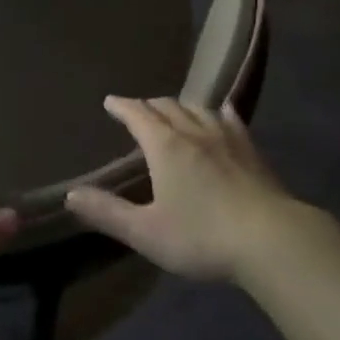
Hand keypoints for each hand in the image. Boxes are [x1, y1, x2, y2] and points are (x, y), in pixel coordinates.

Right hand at [64, 97, 307, 281]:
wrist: (269, 238)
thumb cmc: (201, 237)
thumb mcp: (146, 232)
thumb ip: (107, 212)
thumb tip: (70, 194)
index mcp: (164, 146)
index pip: (137, 115)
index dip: (122, 106)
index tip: (110, 101)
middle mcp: (192, 131)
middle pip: (166, 106)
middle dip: (149, 105)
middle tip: (138, 110)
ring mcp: (225, 136)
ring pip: (197, 108)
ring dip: (180, 105)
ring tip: (174, 110)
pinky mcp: (250, 148)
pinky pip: (230, 118)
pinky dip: (218, 111)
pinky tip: (222, 112)